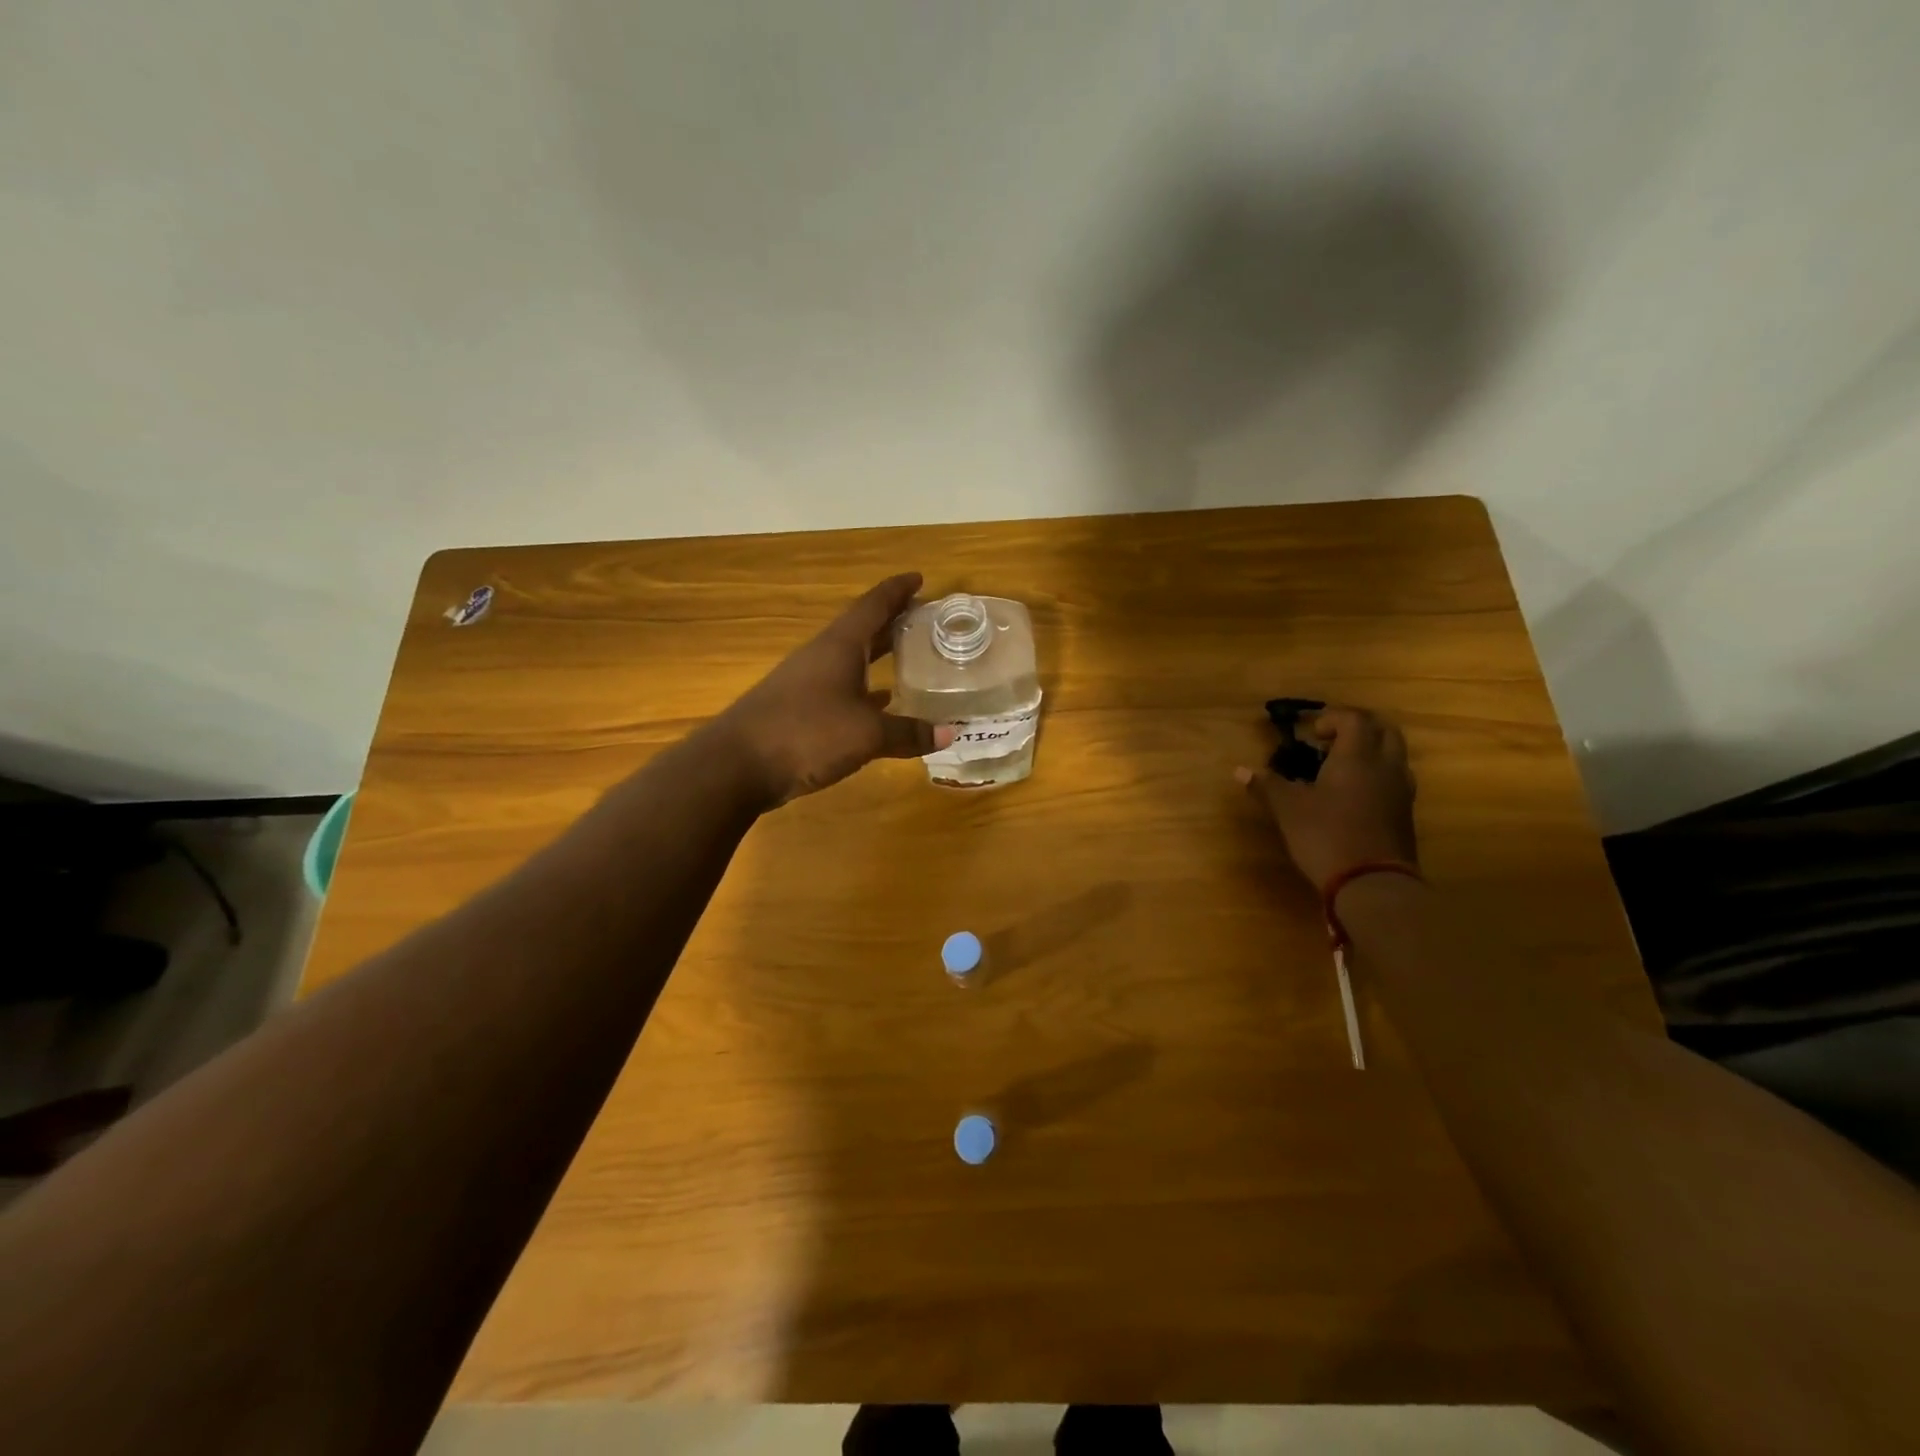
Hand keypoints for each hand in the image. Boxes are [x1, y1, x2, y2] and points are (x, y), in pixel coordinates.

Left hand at [712, 573, 953, 807]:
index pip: (873, 606)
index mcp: (840, 646)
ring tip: (911, 658)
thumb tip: (949, 734)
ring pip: (851, 660)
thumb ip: (908, 733)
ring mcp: (806, 683)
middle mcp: (823, 657)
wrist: (737, 765)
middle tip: (925, 618)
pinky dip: (865, 691)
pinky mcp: (798, 710)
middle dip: (893, 621)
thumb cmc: (806, 733)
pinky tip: (881, 705)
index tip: (919, 578)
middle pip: (863, 629)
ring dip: (879, 656)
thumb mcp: (866, 734)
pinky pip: (841, 689)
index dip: (897, 591)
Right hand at [1237, 706, 1417, 889]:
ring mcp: (1401, 791)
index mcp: (1357, 757)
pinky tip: (1353, 795)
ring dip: (1371, 750)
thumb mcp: (1288, 810)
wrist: (1373, 884)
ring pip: (1394, 755)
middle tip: (1331, 740)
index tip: (1310, 733)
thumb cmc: (1326, 836)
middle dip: (1358, 727)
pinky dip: (1376, 774)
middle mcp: (1385, 766)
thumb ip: (1268, 786)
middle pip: (1384, 730)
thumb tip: (1240, 770)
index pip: (1354, 719)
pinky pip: (1395, 779)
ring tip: (1341, 767)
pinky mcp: (1405, 814)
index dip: (1332, 718)